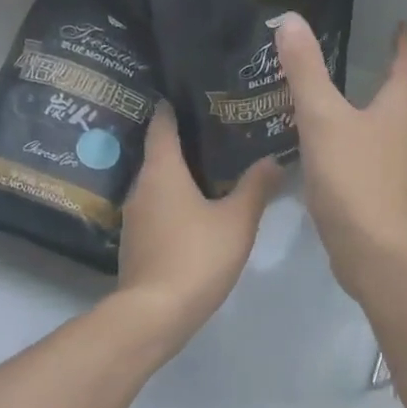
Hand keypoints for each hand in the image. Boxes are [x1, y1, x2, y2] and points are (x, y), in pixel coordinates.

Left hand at [113, 104, 279, 354]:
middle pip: (160, 154)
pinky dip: (174, 203)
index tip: (190, 94)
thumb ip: (256, 187)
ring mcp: (134, 217)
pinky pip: (156, 210)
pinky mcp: (135, 243)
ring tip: (212, 171)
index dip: (173, 107)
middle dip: (184, 143)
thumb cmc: (197, 256)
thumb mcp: (237, 221)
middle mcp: (141, 187)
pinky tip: (197, 211)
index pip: (162, 125)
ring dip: (180, 177)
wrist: (155, 313)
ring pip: (158, 185)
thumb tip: (273, 159)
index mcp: (162, 171)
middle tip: (218, 133)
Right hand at [272, 11, 406, 300]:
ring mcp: (398, 164)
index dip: (402, 42)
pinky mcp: (383, 190)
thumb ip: (305, 70)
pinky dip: (355, 140)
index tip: (398, 25)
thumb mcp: (322, 118)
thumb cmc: (352, 178)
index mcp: (400, 107)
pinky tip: (329, 145)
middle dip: (384, 74)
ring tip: (337, 97)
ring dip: (368, 109)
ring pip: (384, 126)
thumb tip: (291, 20)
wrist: (370, 250)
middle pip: (400, 94)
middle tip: (357, 55)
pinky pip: (370, 153)